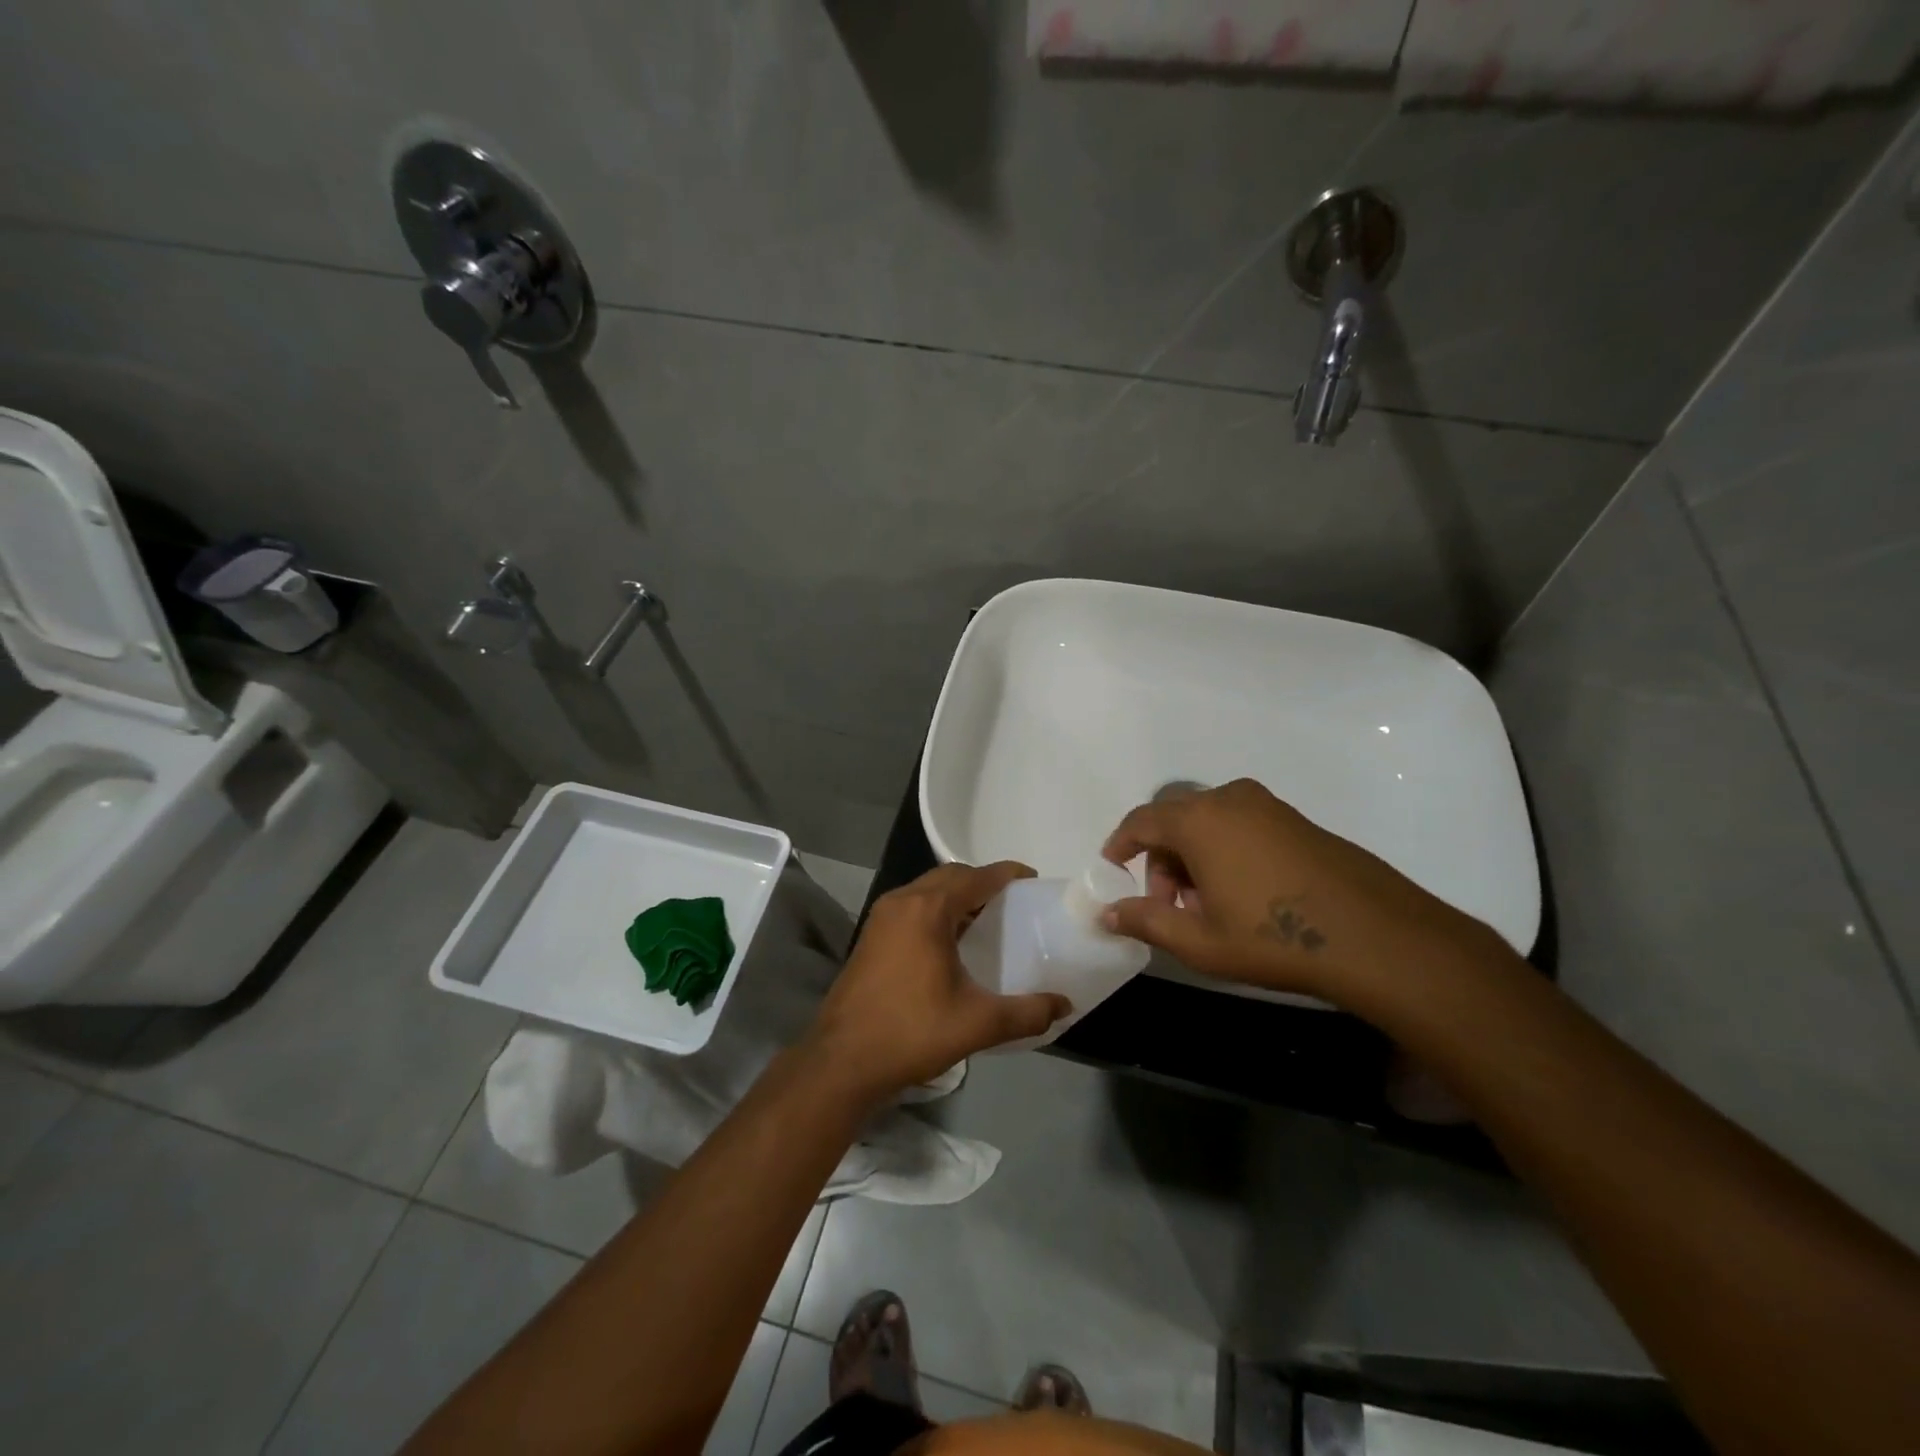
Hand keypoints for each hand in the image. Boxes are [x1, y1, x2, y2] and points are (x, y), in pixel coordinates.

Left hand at [804, 862, 1070, 1101]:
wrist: (843, 1061)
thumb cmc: (912, 1032)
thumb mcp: (978, 1024)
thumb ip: (1026, 1013)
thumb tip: (1064, 1006)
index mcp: (928, 909)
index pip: (976, 877)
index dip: (1006, 874)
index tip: (1031, 879)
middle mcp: (902, 901)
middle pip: (950, 876)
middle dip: (981, 881)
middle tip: (1011, 901)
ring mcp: (881, 917)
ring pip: (927, 889)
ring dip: (956, 895)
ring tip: (986, 918)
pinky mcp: (870, 935)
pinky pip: (911, 906)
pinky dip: (936, 909)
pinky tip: (950, 940)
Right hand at [1100, 779, 1505, 1006]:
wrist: (1376, 937)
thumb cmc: (1274, 938)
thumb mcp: (1200, 941)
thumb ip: (1146, 921)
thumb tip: (1107, 913)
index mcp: (1199, 820)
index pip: (1141, 821)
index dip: (1120, 844)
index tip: (1112, 869)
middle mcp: (1230, 800)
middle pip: (1175, 820)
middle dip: (1161, 859)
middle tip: (1169, 905)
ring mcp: (1268, 806)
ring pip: (1209, 822)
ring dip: (1194, 857)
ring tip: (1208, 906)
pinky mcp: (1297, 820)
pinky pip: (1241, 825)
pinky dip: (1226, 851)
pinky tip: (1245, 895)